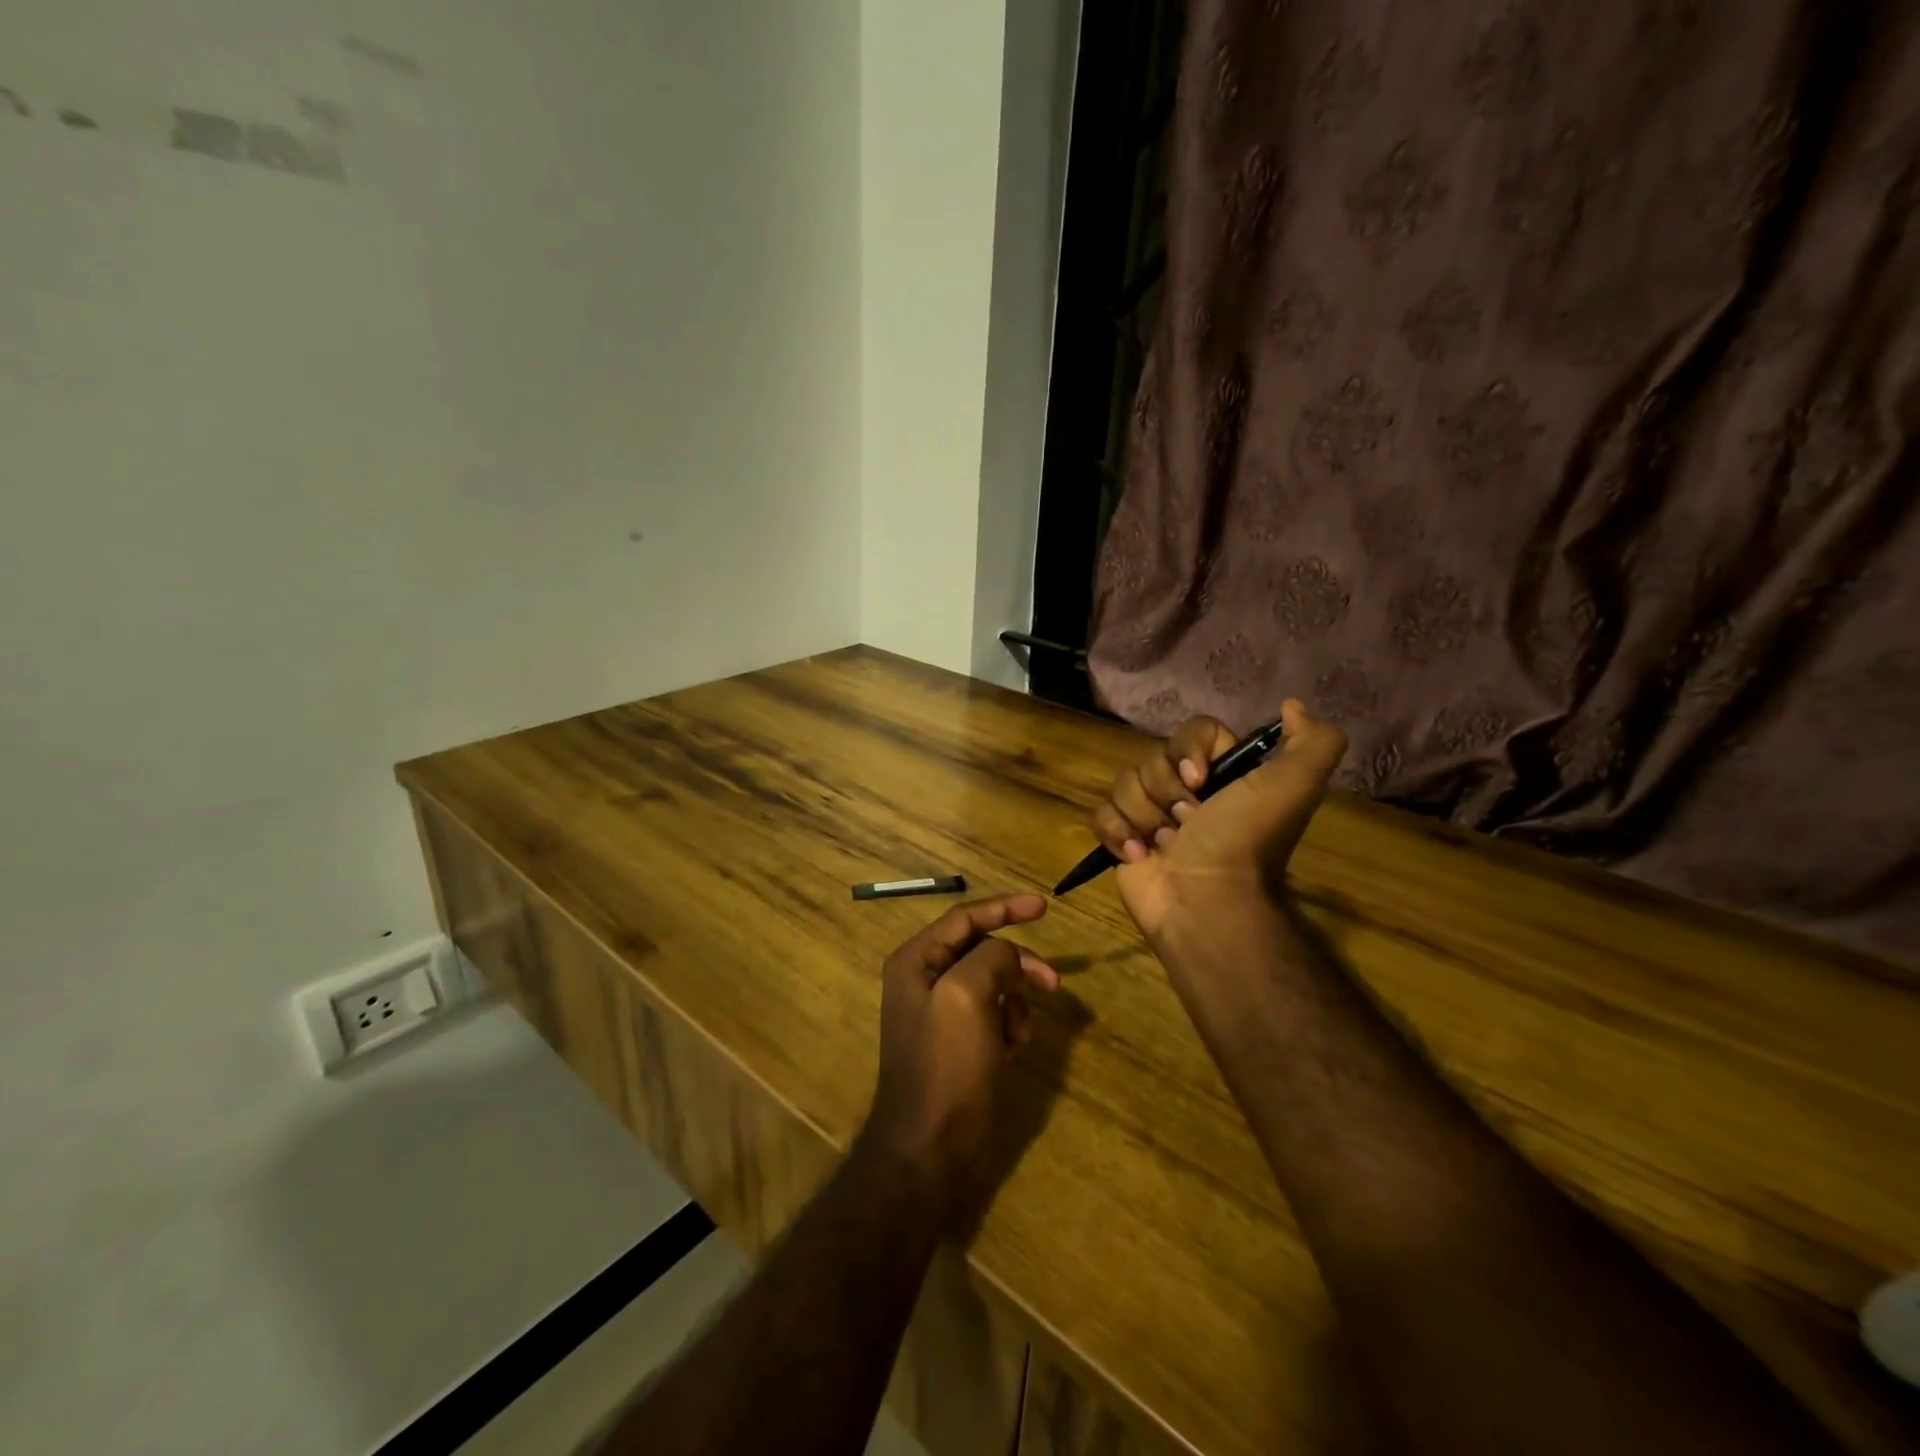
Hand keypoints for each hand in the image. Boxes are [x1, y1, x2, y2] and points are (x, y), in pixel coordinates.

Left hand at [860, 894, 1059, 1218]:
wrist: (930, 1150)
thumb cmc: (945, 1066)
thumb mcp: (967, 995)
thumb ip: (991, 957)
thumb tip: (1008, 956)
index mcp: (916, 961)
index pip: (966, 918)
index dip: (1005, 908)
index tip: (1045, 906)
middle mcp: (924, 980)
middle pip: (983, 951)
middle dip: (1018, 965)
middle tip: (1053, 984)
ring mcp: (940, 1014)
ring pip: (993, 984)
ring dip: (1015, 1002)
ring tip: (1020, 1033)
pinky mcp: (957, 1044)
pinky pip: (993, 1016)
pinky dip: (1009, 1026)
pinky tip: (1013, 1050)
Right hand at [1093, 699, 1347, 940]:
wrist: (1207, 902)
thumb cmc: (1245, 840)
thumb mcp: (1294, 786)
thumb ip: (1313, 741)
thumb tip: (1291, 705)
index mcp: (1224, 774)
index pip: (1193, 731)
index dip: (1190, 750)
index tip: (1200, 779)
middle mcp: (1187, 791)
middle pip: (1153, 758)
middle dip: (1166, 790)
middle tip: (1188, 822)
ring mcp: (1151, 816)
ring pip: (1124, 784)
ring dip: (1144, 816)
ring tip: (1166, 846)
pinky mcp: (1122, 840)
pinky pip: (1101, 815)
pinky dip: (1117, 833)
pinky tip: (1138, 855)